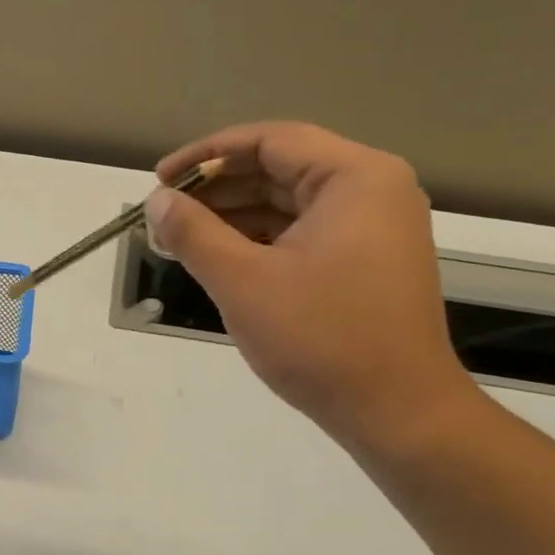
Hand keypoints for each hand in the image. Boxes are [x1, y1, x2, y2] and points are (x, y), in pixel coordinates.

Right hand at [147, 122, 479, 449]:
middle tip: (163, 215)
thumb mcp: (243, 282)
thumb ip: (194, 233)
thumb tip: (157, 201)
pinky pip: (303, 234)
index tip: (160, 179)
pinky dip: (259, 242)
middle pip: (280, 169)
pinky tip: (218, 259)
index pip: (270, 141)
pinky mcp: (365, 262)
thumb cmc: (321, 339)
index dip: (207, 155)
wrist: (397, 413)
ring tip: (179, 240)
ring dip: (233, 218)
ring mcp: (373, 228)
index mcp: (355, 178)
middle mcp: (372, 190)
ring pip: (288, 205)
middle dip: (217, 190)